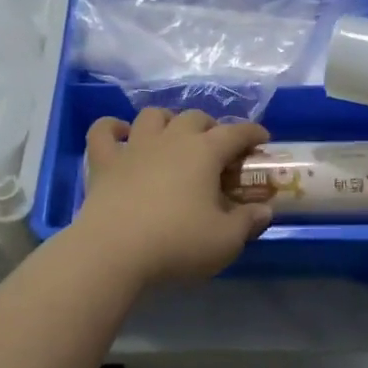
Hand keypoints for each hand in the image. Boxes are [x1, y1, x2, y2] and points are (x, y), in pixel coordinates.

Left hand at [73, 109, 273, 286]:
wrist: (114, 252)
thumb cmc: (177, 243)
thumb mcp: (226, 241)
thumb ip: (248, 222)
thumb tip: (264, 210)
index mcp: (204, 152)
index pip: (236, 132)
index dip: (252, 132)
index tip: (262, 140)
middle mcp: (170, 139)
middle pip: (194, 118)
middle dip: (210, 127)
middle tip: (217, 149)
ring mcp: (134, 147)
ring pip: (152, 115)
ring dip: (166, 120)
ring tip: (172, 137)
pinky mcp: (104, 161)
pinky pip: (103, 131)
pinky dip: (112, 128)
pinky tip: (120, 134)